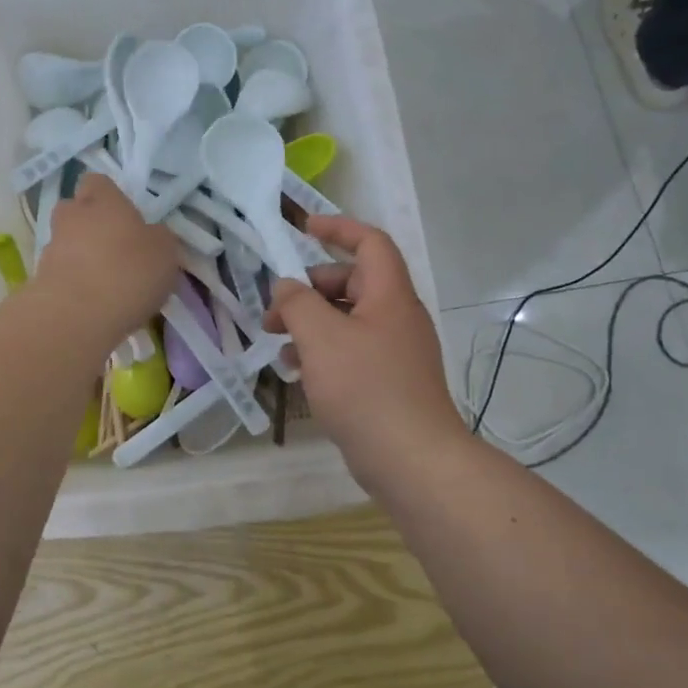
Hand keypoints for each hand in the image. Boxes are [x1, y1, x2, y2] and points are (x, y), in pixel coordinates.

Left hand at [35, 173, 179, 345]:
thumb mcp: (165, 253)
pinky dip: (74, 282)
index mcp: (103, 201)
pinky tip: (94, 303)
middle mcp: (72, 216)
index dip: (110, 196)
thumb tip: (152, 236)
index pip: (98, 182)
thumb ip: (158, 238)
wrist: (77, 315)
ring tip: (105, 282)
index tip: (126, 216)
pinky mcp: (40, 279)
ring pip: (66, 243)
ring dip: (82, 256)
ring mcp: (51, 248)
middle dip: (90, 225)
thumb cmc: (128, 272)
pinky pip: (61, 273)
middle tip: (114, 247)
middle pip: (75, 210)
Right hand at [263, 215, 467, 485]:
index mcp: (389, 295)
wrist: (412, 459)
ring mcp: (395, 352)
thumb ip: (297, 303)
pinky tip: (299, 373)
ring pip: (348, 321)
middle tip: (274, 313)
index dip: (338, 228)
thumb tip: (286, 288)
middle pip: (352, 284)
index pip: (370, 243)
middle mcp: (397, 317)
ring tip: (280, 346)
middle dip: (310, 291)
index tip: (303, 229)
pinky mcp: (389, 383)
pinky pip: (352, 353)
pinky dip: (324, 353)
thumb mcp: (321, 337)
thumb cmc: (366, 388)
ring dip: (312, 325)